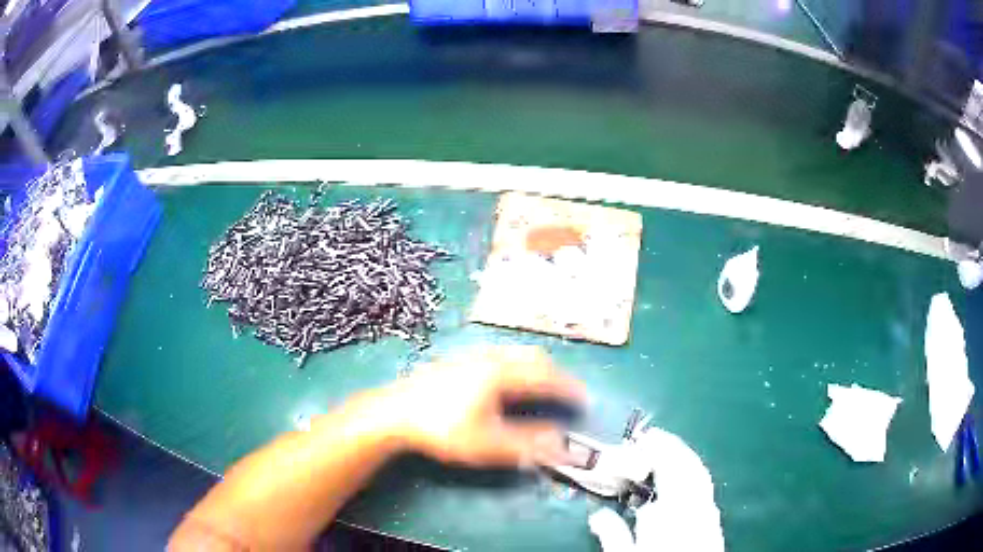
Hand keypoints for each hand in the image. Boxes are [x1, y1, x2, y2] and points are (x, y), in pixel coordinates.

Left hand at [380, 346, 586, 467]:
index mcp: (501, 374)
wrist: (393, 413)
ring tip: (542, 386)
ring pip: (514, 354)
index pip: (546, 378)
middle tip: (567, 392)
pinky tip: (506, 382)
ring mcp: (471, 357)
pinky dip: (516, 366)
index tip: (584, 400)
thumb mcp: (487, 444)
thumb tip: (562, 446)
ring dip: (535, 368)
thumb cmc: (442, 429)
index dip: (569, 389)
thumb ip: (527, 445)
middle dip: (554, 374)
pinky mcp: (457, 361)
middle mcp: (489, 359)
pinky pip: (499, 356)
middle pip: (533, 358)